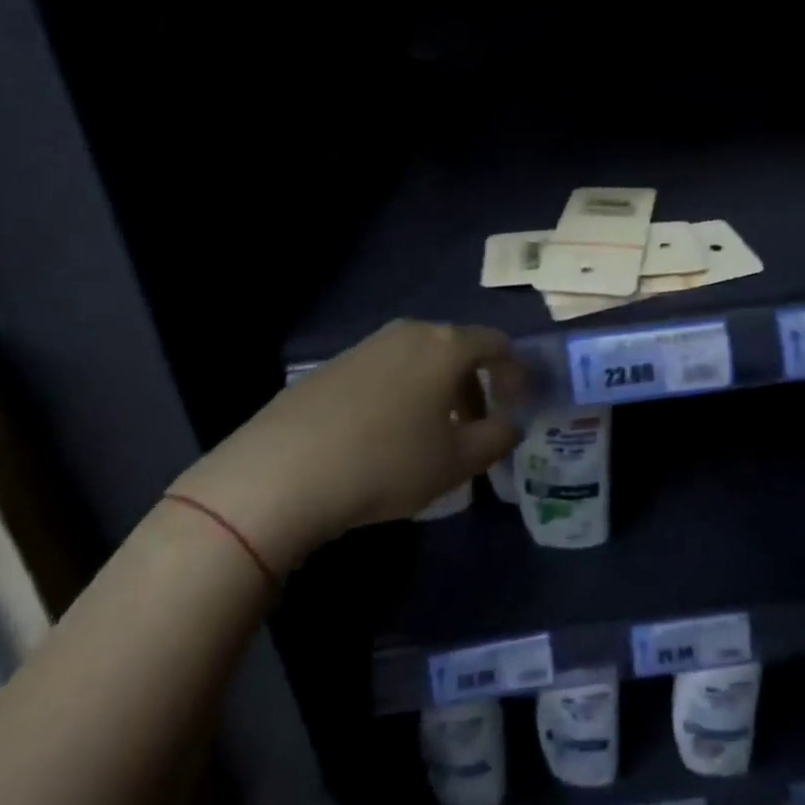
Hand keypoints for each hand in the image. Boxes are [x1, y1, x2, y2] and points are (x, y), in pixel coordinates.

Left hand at [170, 320, 525, 571]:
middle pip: (456, 350)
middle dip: (474, 386)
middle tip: (477, 428)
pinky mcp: (332, 365)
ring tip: (432, 437)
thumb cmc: (387, 462)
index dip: (514, 372)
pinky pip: (385, 372)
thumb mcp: (455, 462)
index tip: (520, 403)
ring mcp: (366, 345)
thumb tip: (511, 424)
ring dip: (437, 392)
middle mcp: (408, 333)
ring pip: (419, 360)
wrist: (283, 471)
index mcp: (445, 346)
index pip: (495, 344)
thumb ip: (496, 439)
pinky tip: (385, 437)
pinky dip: (402, 395)